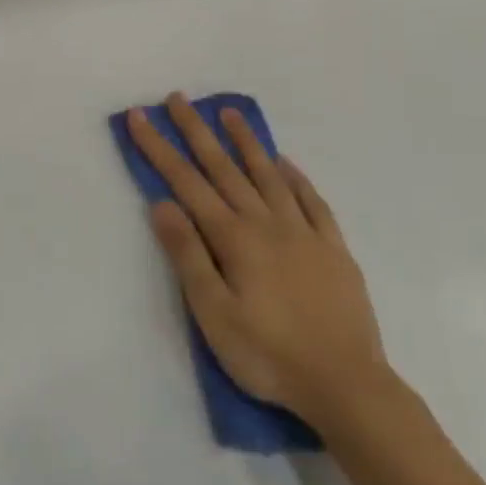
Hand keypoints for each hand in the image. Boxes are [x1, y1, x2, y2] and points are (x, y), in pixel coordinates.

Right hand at [127, 95, 391, 433]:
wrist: (347, 386)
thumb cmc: (267, 354)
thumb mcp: (213, 313)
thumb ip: (187, 255)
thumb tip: (162, 204)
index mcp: (234, 238)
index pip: (186, 182)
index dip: (159, 148)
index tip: (139, 116)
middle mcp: (267, 224)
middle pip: (225, 168)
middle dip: (197, 131)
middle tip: (178, 98)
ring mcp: (305, 233)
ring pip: (269, 175)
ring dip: (246, 142)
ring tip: (230, 113)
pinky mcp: (334, 250)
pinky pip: (312, 201)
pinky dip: (295, 177)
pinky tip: (285, 163)